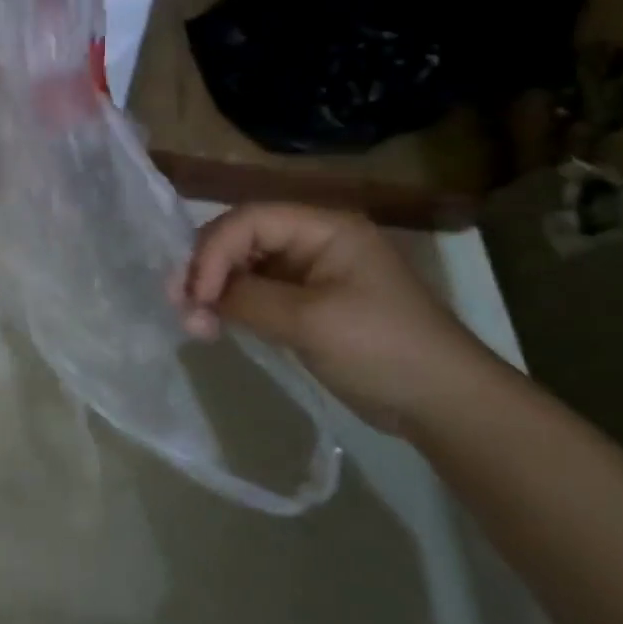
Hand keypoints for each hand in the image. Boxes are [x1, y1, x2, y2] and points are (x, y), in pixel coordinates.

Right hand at [179, 203, 501, 436]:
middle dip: (207, 269)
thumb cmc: (382, 348)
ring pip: (245, 267)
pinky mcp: (307, 304)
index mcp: (324, 228)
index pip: (249, 220)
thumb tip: (197, 298)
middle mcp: (314, 241)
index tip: (194, 295)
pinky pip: (258, 293)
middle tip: (179, 305)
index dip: (212, 251)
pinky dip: (232, 306)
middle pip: (242, 238)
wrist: (443, 403)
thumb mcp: (310, 321)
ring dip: (215, 290)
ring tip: (193, 322)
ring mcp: (311, 273)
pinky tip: (213, 325)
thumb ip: (248, 300)